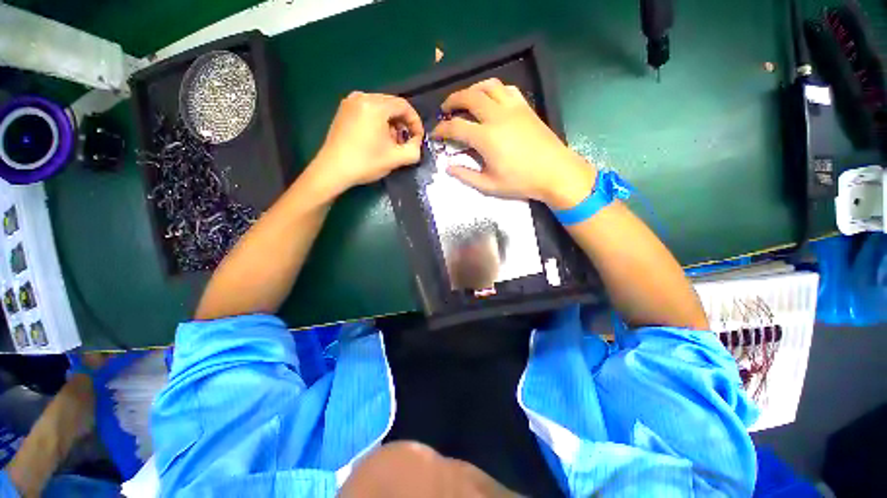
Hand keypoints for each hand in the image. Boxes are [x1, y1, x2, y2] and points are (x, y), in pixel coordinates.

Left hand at [310, 92, 423, 196]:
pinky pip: (368, 110)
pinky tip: (378, 138)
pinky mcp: (344, 110)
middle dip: (403, 123)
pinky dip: (378, 122)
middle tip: (406, 142)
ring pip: (380, 108)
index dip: (415, 122)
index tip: (418, 138)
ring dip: (391, 123)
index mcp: (375, 105)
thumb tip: (417, 142)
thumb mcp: (396, 159)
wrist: (333, 170)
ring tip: (392, 142)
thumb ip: (414, 149)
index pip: (404, 106)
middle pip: (392, 105)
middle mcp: (362, 97)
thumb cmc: (365, 163)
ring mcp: (350, 102)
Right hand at [431, 78, 595, 208]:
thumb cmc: (521, 182)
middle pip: (469, 97)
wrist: (555, 172)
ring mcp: (513, 108)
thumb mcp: (489, 185)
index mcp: (486, 137)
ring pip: (488, 86)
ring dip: (472, 89)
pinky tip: (491, 98)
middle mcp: (497, 116)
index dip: (441, 129)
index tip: (435, 134)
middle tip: (445, 109)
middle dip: (452, 100)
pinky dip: (494, 89)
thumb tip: (448, 167)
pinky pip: (507, 89)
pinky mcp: (525, 107)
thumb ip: (466, 175)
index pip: (456, 127)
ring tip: (465, 99)